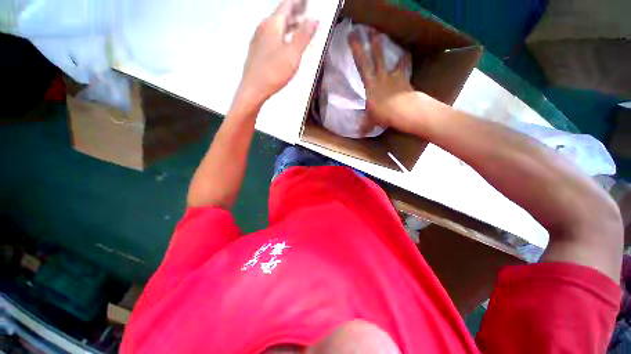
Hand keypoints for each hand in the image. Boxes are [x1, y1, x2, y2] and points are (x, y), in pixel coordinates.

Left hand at [238, 0, 318, 105]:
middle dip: (294, 12)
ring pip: (276, 26)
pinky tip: (284, 42)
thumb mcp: (293, 54)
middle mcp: (263, 28)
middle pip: (280, 15)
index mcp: (273, 25)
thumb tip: (314, 19)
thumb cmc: (273, 72)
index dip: (298, 2)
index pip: (287, 6)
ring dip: (288, 24)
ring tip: (298, 26)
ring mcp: (258, 39)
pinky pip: (271, 36)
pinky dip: (281, 34)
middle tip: (305, 11)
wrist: (253, 89)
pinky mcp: (257, 51)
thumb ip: (303, 36)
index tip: (306, 2)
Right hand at [348, 28, 414, 128]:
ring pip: (389, 60)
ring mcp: (393, 77)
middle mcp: (380, 77)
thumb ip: (365, 124)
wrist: (403, 111)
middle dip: (371, 44)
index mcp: (370, 85)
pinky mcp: (403, 80)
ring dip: (386, 50)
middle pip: (375, 58)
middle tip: (369, 30)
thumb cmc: (383, 114)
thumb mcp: (371, 120)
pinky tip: (406, 55)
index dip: (357, 50)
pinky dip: (404, 62)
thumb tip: (359, 133)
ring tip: (383, 38)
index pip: (361, 65)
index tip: (352, 37)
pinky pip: (404, 68)